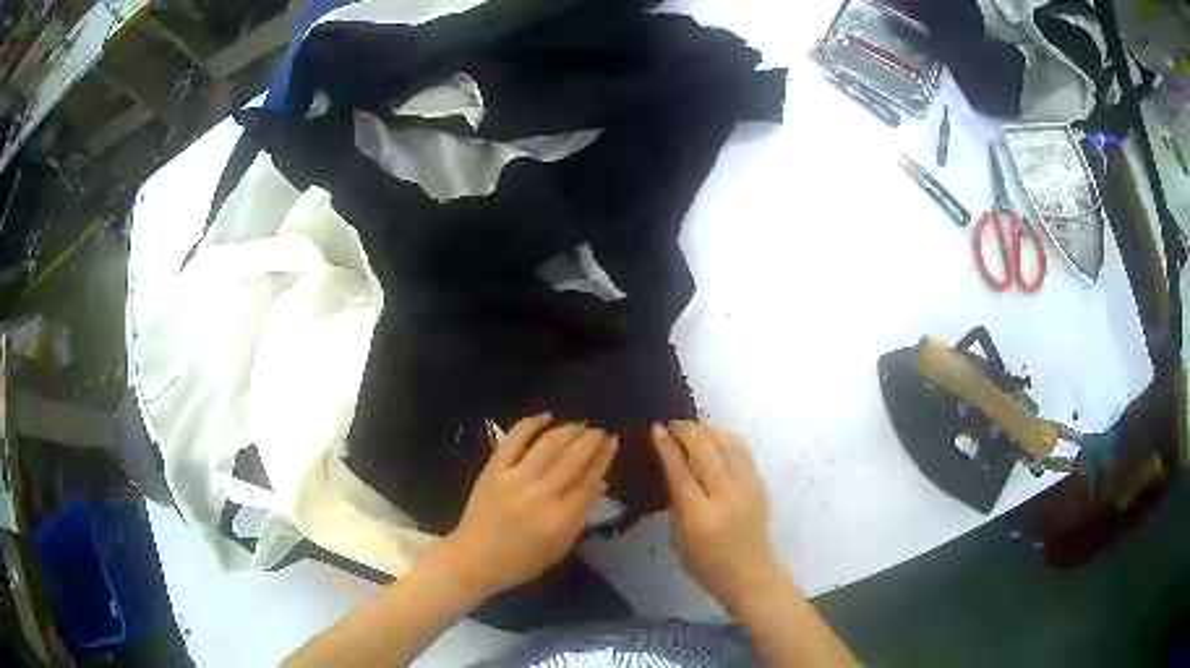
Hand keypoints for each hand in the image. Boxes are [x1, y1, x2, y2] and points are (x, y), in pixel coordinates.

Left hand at [434, 413, 616, 599]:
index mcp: (562, 518)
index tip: (613, 441)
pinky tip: (546, 417)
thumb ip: (581, 513)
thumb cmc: (522, 560)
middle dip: (591, 438)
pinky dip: (532, 423)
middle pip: (574, 457)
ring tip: (579, 424)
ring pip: (549, 443)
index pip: (590, 479)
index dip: (604, 456)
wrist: (474, 558)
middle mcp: (542, 493)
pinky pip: (515, 438)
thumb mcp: (561, 544)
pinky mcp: (494, 469)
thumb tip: (598, 481)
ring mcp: (516, 478)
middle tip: (600, 430)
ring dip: (568, 429)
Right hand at [651, 421, 788, 611]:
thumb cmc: (707, 564)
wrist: (750, 574)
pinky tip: (713, 436)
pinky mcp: (759, 482)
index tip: (655, 428)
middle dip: (685, 430)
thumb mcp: (679, 537)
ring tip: (690, 429)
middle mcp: (726, 496)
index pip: (681, 470)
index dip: (666, 445)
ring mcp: (748, 486)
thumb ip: (676, 500)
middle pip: (705, 448)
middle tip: (670, 425)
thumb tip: (670, 464)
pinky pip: (741, 449)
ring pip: (727, 441)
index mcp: (700, 516)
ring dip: (706, 429)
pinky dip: (724, 436)